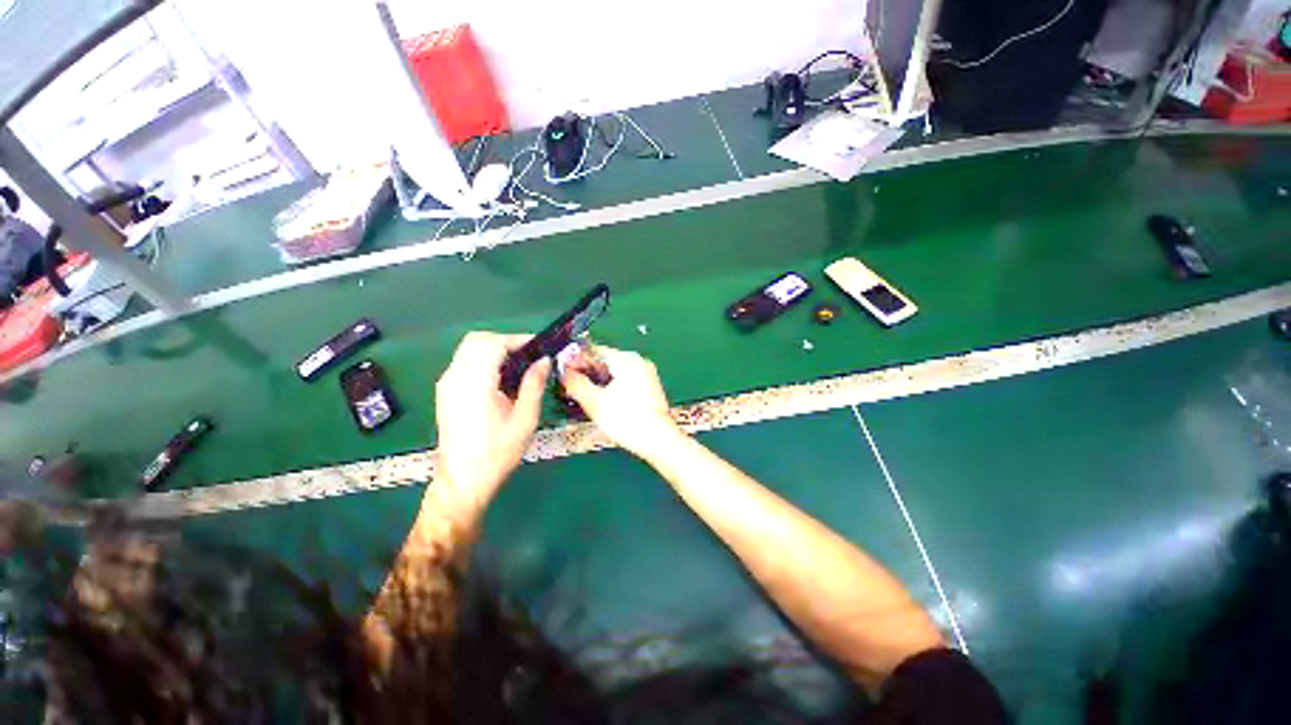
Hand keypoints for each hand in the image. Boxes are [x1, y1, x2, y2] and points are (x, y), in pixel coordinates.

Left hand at [435, 332, 549, 499]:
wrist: (464, 480)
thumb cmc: (498, 452)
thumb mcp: (525, 419)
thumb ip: (534, 385)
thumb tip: (544, 360)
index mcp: (475, 383)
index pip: (493, 343)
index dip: (518, 340)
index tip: (539, 346)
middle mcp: (456, 378)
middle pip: (477, 340)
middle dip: (505, 341)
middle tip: (529, 355)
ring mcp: (447, 384)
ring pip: (469, 349)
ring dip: (494, 349)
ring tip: (519, 365)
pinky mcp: (446, 391)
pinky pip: (465, 362)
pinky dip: (484, 360)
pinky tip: (501, 378)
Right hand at [562, 346, 683, 458]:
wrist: (657, 440)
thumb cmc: (628, 420)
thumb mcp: (594, 401)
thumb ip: (576, 383)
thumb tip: (565, 373)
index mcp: (626, 359)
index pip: (595, 350)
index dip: (576, 359)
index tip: (563, 370)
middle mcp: (638, 362)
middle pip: (605, 360)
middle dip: (586, 372)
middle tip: (569, 384)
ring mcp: (646, 375)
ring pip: (614, 372)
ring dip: (597, 380)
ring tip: (582, 394)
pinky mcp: (648, 388)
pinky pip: (624, 381)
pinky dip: (610, 387)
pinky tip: (600, 399)